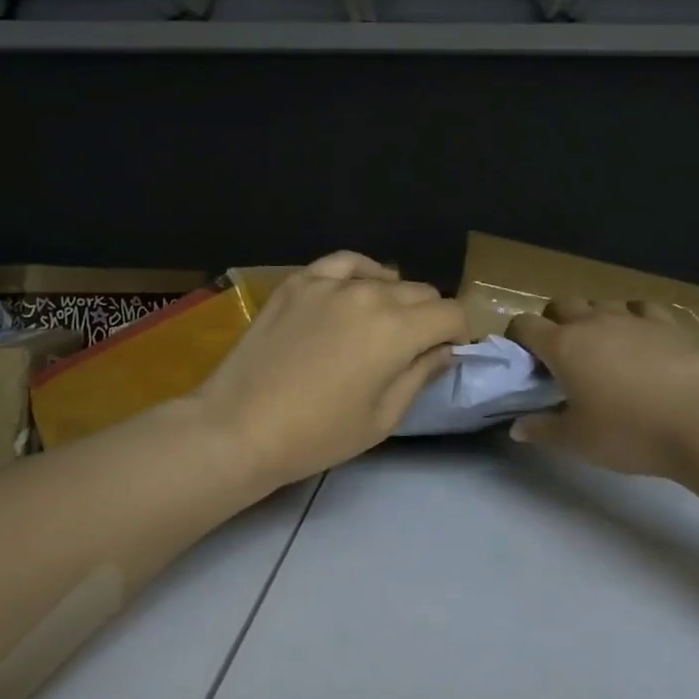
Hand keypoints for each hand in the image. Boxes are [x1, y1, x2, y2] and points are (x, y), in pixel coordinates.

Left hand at [196, 252, 469, 492]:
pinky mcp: (299, 282)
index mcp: (397, 330)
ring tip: (381, 324)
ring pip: (386, 277)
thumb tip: (445, 350)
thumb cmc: (317, 435)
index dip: (459, 334)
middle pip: (422, 292)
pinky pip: (343, 263)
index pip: (451, 314)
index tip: (448, 353)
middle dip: (429, 318)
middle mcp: (369, 295)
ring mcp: (330, 283)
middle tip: (413, 347)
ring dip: (395, 299)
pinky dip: (360, 273)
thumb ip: (421, 375)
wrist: (240, 427)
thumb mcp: (382, 417)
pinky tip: (359, 288)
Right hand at [506, 300, 698, 478]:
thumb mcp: (577, 441)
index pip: (525, 325)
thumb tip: (516, 427)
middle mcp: (593, 322)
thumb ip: (543, 430)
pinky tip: (640, 337)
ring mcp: (632, 318)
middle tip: (560, 352)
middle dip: (554, 321)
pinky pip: (641, 308)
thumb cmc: (628, 432)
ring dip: (593, 318)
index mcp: (563, 346)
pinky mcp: (668, 324)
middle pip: (562, 304)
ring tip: (601, 346)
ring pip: (601, 303)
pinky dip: (633, 318)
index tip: (521, 356)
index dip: (517, 336)